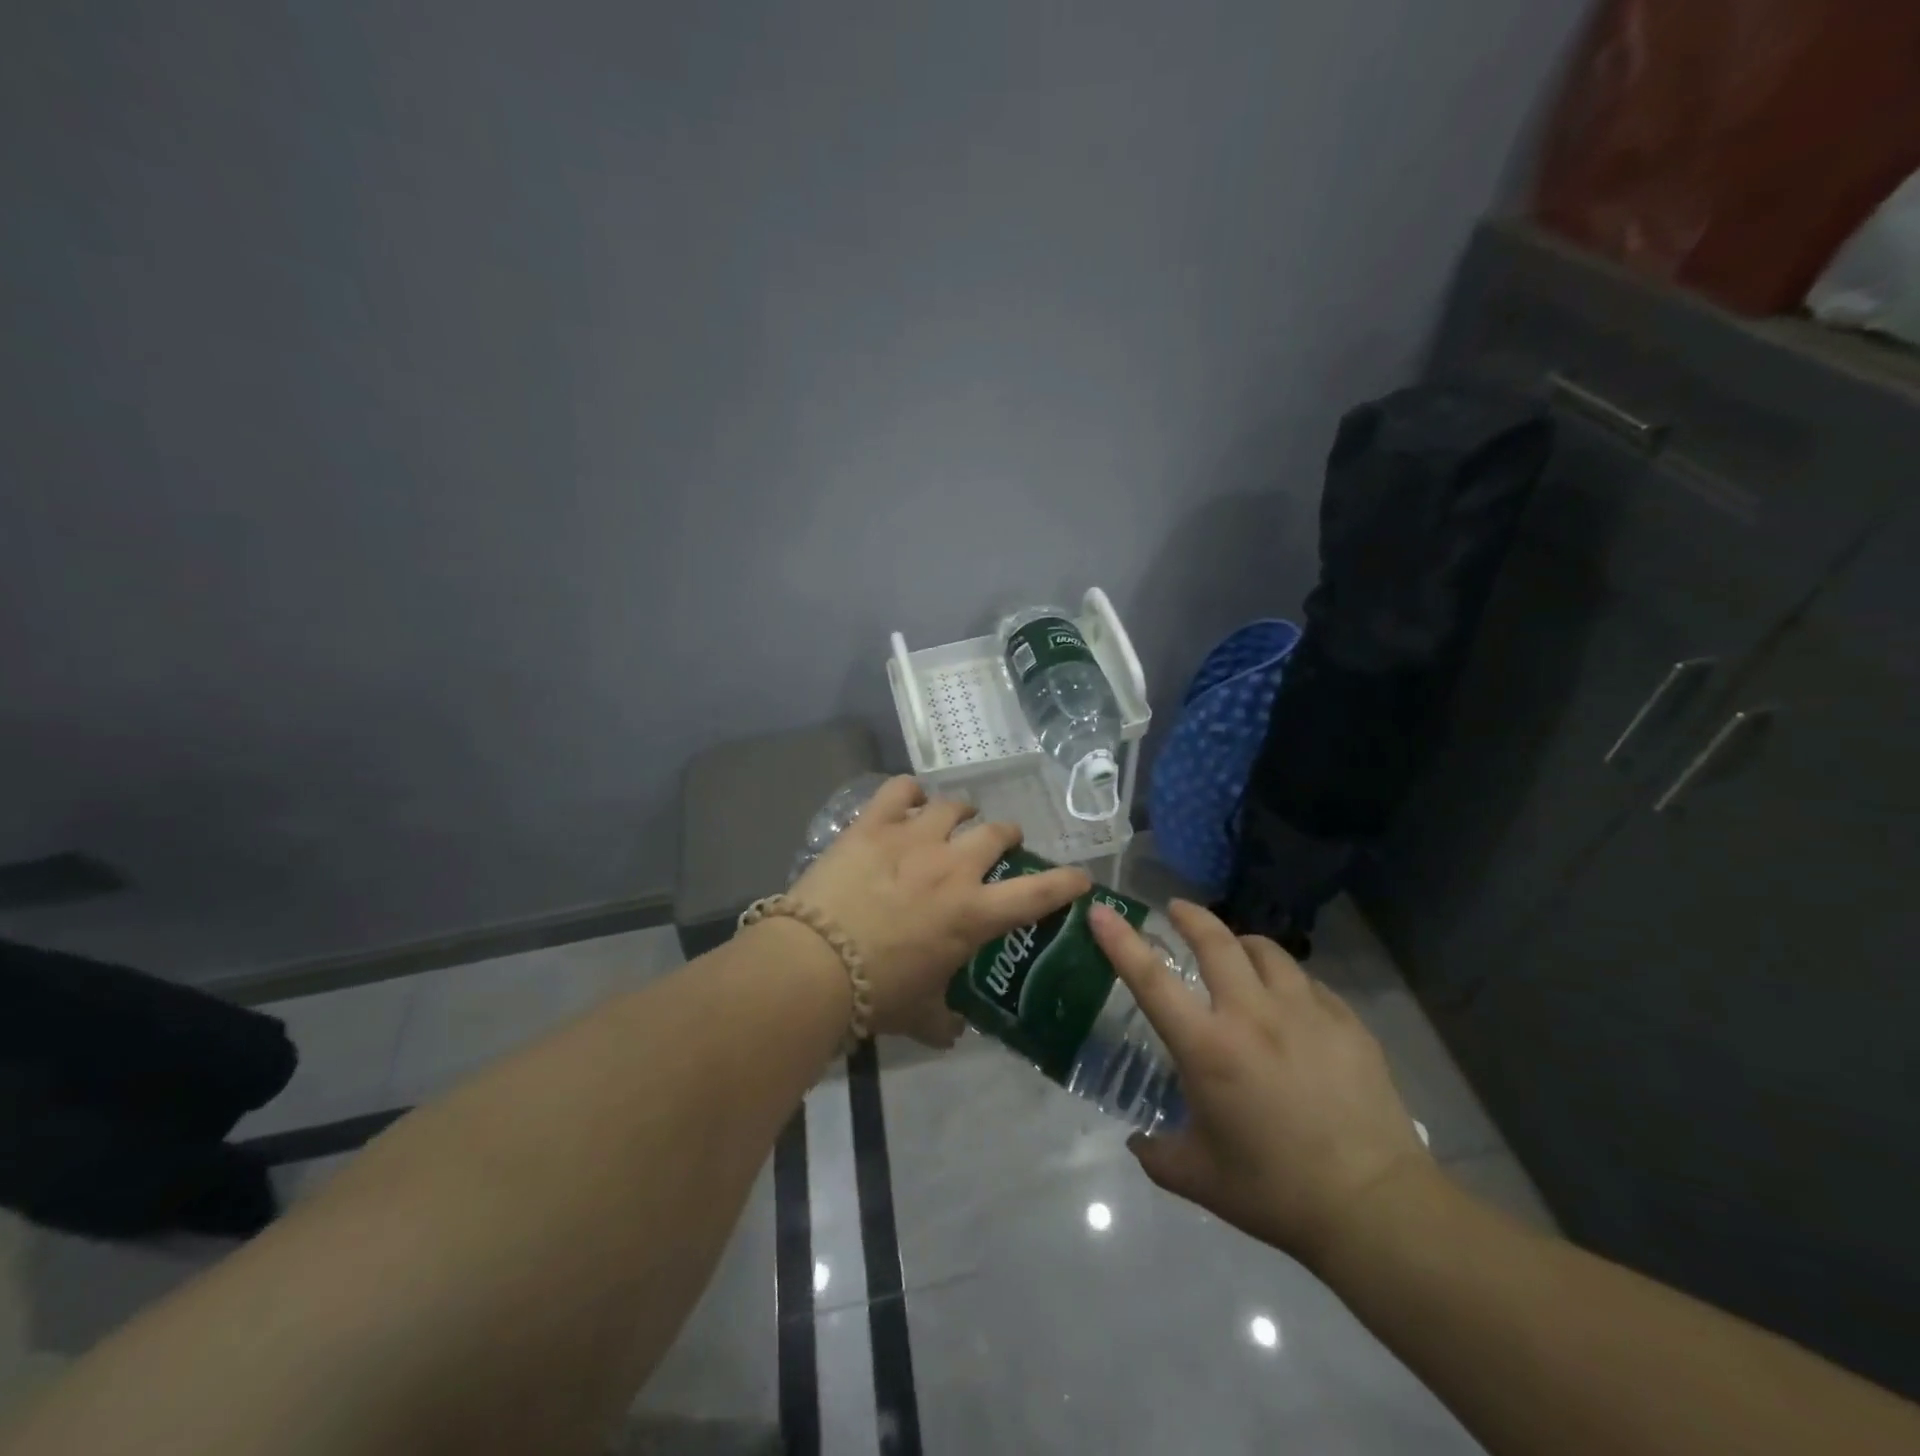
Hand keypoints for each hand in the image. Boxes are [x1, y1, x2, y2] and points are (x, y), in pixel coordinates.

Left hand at [791, 776, 1090, 1046]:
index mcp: (974, 913)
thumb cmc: (877, 994)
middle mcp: (953, 867)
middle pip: (997, 833)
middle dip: (1007, 835)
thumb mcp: (920, 1016)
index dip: (1067, 882)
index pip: (1038, 893)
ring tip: (957, 817)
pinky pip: (899, 790)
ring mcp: (914, 838)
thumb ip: (944, 1020)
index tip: (1080, 876)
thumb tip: (952, 1031)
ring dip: (962, 811)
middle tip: (1002, 842)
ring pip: (953, 806)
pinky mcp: (873, 825)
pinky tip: (909, 798)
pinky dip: (909, 791)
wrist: (815, 964)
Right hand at [1090, 899, 1434, 1269]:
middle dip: (1191, 917)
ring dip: (1242, 944)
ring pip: (1266, 951)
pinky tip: (1290, 1004)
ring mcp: (1305, 1012)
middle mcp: (1252, 1015)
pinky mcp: (1346, 1022)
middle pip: (1216, 942)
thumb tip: (1138, 1141)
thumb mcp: (1200, 1178)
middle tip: (1177, 909)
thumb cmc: (1275, 1191)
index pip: (1151, 979)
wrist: (1374, 1207)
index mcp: (1208, 1048)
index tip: (1103, 909)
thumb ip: (1158, 1154)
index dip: (1121, 940)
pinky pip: (1308, 983)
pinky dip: (1287, 981)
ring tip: (1237, 952)